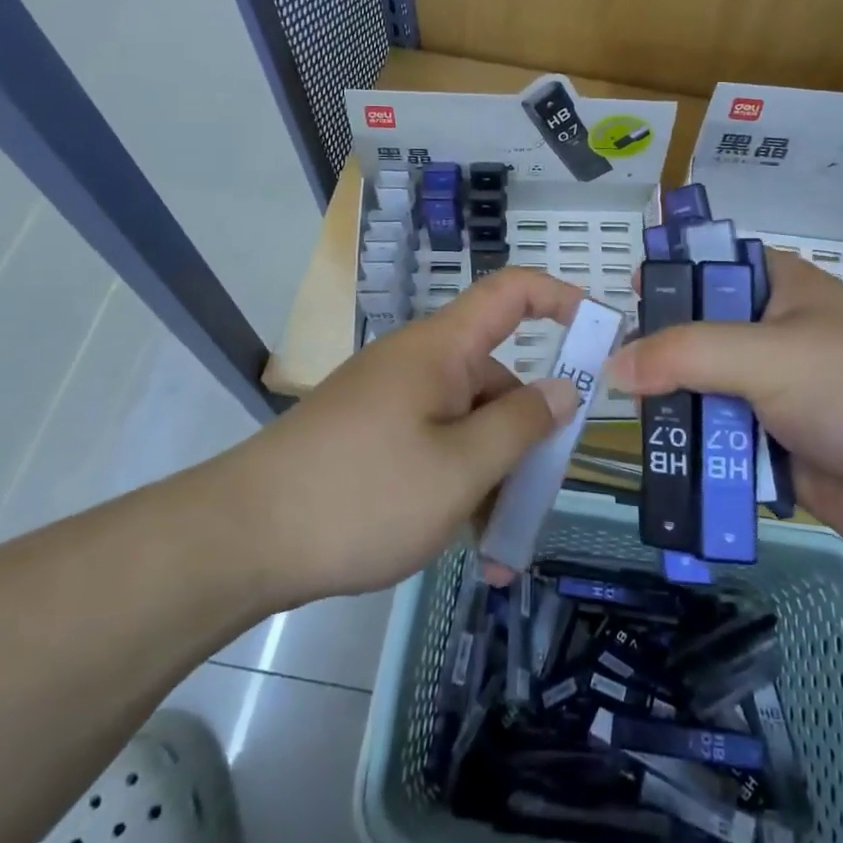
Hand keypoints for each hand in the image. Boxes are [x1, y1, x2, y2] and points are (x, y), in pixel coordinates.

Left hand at [231, 269, 585, 605]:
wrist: (240, 539)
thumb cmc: (362, 495)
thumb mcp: (459, 469)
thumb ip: (520, 426)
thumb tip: (562, 389)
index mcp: (441, 349)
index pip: (512, 293)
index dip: (561, 298)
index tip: (602, 334)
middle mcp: (418, 364)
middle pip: (495, 378)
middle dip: (525, 436)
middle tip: (539, 501)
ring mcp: (391, 401)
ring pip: (465, 424)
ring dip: (490, 476)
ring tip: (497, 550)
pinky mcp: (370, 437)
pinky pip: (432, 447)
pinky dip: (455, 485)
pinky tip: (461, 543)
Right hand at [605, 250, 842, 559]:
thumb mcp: (766, 355)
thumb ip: (685, 354)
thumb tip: (614, 366)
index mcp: (779, 289)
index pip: (711, 267)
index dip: (669, 276)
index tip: (626, 299)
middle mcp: (772, 335)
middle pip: (697, 334)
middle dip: (658, 353)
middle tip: (612, 371)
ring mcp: (773, 393)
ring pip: (704, 391)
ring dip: (673, 407)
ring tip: (628, 420)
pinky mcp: (773, 446)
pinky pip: (719, 441)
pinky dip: (694, 450)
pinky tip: (660, 461)